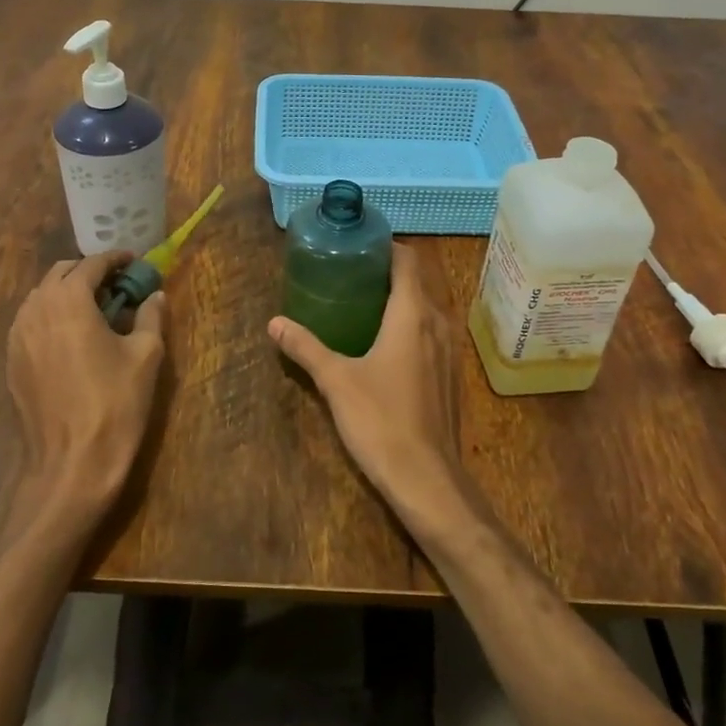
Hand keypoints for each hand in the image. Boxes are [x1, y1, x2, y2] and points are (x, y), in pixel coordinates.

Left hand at [5, 253, 166, 535]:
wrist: (72, 463)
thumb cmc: (116, 403)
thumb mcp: (146, 355)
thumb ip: (150, 316)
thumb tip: (154, 295)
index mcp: (69, 300)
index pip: (91, 264)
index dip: (115, 259)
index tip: (135, 262)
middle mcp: (36, 309)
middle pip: (61, 274)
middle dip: (89, 272)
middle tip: (118, 285)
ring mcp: (17, 336)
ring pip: (41, 296)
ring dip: (68, 292)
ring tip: (96, 309)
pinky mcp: (12, 361)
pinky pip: (31, 322)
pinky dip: (52, 316)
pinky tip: (73, 336)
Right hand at [268, 243, 468, 527]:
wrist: (427, 478)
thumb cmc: (380, 420)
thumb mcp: (335, 381)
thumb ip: (305, 348)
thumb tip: (274, 323)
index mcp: (412, 314)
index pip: (407, 261)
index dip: (386, 247)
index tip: (358, 247)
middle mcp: (437, 323)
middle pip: (417, 282)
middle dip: (387, 274)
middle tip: (350, 276)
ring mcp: (449, 350)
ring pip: (426, 309)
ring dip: (400, 301)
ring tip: (362, 306)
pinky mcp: (450, 375)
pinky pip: (431, 334)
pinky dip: (410, 326)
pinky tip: (384, 345)